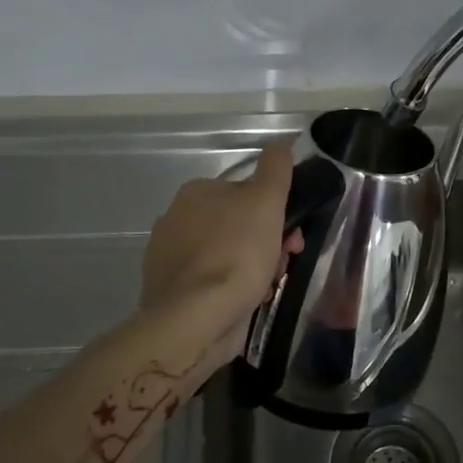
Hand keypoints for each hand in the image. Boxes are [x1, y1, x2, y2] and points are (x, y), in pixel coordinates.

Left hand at [142, 140, 302, 338]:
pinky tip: (245, 302)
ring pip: (227, 255)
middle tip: (284, 264)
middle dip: (266, 242)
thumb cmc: (236, 253)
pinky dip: (231, 290)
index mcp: (195, 192)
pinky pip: (212, 284)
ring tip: (266, 288)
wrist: (195, 319)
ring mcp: (170, 258)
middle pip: (237, 225)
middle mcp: (176, 219)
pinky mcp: (171, 292)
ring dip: (252, 268)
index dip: (274, 211)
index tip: (292, 234)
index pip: (245, 193)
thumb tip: (281, 143)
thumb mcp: (266, 200)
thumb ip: (275, 168)